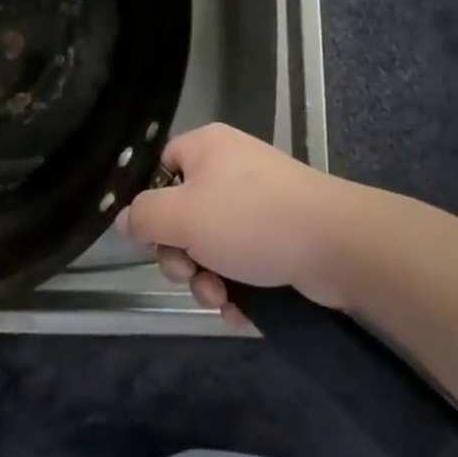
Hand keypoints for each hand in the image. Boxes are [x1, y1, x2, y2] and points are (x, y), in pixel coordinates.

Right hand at [118, 123, 369, 328]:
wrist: (333, 241)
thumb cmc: (250, 218)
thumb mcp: (183, 215)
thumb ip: (144, 217)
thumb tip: (123, 220)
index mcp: (206, 147)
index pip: (160, 170)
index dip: (152, 207)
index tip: (153, 241)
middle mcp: (230, 167)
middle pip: (183, 214)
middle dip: (182, 256)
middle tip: (192, 275)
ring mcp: (258, 201)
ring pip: (212, 246)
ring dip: (207, 279)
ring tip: (221, 297)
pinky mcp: (280, 233)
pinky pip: (242, 261)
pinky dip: (237, 286)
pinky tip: (242, 309)